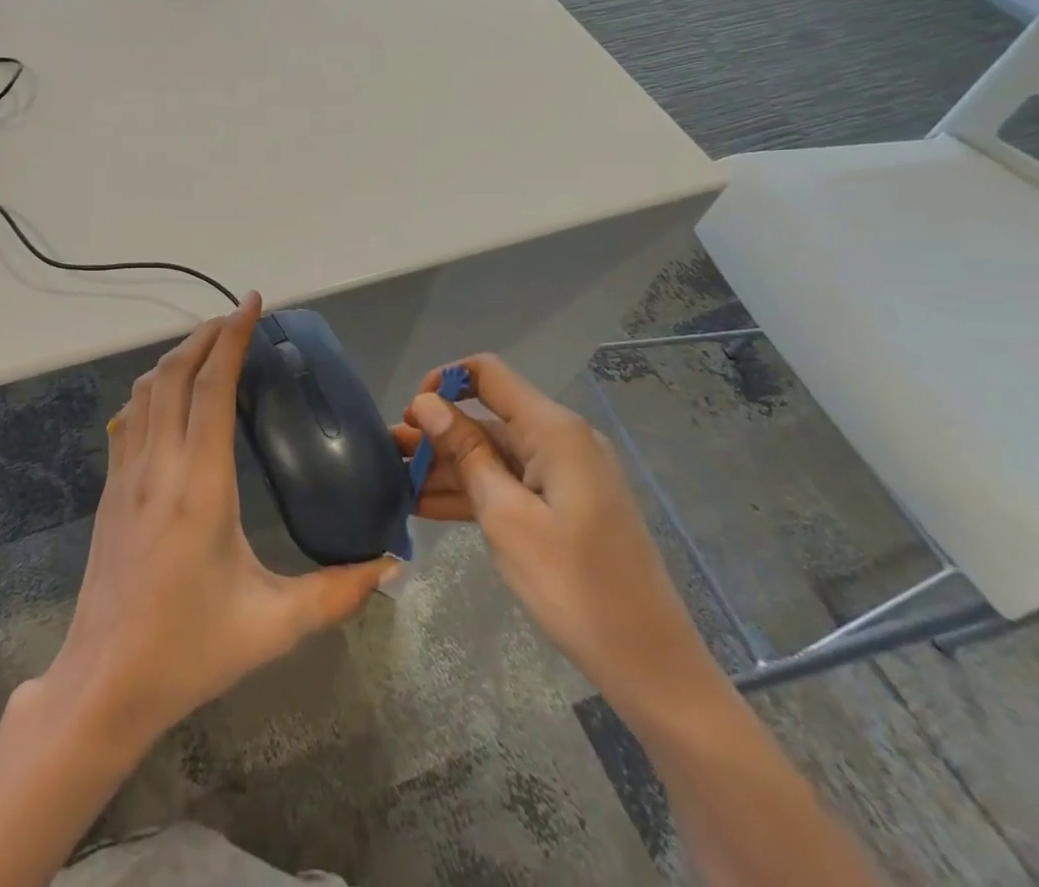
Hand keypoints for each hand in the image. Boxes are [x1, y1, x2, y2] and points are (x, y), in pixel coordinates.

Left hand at [38, 293, 394, 747]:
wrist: (104, 684)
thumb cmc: (189, 650)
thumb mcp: (272, 625)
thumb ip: (336, 594)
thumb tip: (390, 566)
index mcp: (200, 484)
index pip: (211, 387)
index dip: (231, 338)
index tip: (250, 303)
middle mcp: (158, 465)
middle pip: (174, 374)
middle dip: (205, 335)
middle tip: (237, 319)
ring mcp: (125, 475)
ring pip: (145, 390)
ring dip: (176, 357)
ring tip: (207, 346)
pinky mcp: (109, 490)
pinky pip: (128, 418)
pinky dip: (151, 388)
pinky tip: (167, 396)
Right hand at [392, 354, 720, 714]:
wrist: (650, 665)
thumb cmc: (573, 586)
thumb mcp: (506, 517)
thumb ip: (465, 453)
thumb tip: (427, 404)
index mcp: (553, 430)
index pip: (488, 374)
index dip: (443, 382)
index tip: (411, 415)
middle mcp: (561, 440)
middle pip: (487, 418)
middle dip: (436, 434)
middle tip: (388, 456)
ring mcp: (564, 475)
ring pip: (494, 455)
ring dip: (447, 467)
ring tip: (397, 483)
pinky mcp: (565, 506)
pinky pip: (510, 484)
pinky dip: (473, 492)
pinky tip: (426, 507)